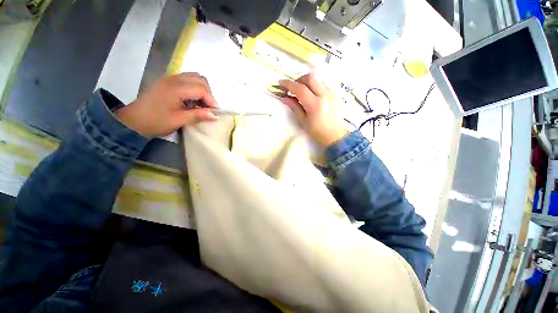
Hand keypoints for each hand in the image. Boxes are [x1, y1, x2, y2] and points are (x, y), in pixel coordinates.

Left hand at [115, 73, 217, 137]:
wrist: (133, 121)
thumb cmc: (156, 121)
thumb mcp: (179, 120)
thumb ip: (198, 115)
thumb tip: (214, 116)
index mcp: (176, 89)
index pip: (201, 89)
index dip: (211, 100)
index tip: (215, 112)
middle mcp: (173, 79)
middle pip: (199, 79)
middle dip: (208, 93)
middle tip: (208, 107)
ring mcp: (169, 78)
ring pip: (193, 77)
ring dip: (201, 89)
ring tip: (201, 103)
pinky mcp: (167, 81)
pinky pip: (186, 79)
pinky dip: (194, 87)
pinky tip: (192, 99)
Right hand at [279, 73, 348, 146]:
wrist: (336, 135)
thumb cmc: (317, 132)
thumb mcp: (303, 121)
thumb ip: (294, 107)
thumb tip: (284, 97)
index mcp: (315, 104)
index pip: (300, 88)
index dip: (288, 84)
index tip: (280, 83)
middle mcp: (324, 95)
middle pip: (310, 78)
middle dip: (298, 80)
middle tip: (293, 88)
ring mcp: (331, 93)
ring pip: (317, 80)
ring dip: (307, 83)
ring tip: (302, 92)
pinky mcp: (335, 94)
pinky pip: (322, 84)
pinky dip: (314, 86)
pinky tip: (312, 96)